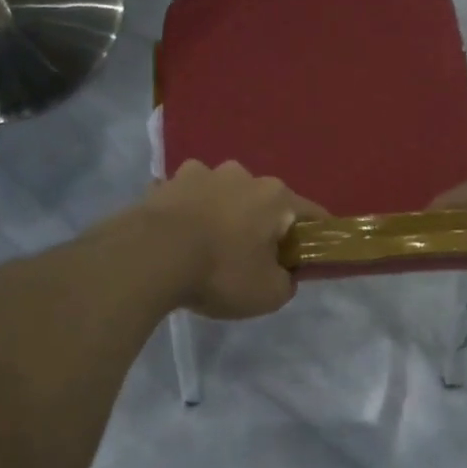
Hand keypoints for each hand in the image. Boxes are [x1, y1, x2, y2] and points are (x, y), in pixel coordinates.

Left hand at [141, 161, 326, 319]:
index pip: (311, 214)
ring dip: (221, 211)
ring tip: (208, 243)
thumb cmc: (220, 272)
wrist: (151, 256)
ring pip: (220, 193)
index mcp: (274, 196)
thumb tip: (284, 273)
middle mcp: (241, 175)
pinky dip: (186, 213)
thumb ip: (286, 282)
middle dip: (261, 224)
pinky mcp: (165, 184)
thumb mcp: (268, 294)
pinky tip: (177, 236)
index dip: (315, 236)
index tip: (309, 257)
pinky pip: (184, 198)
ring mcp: (199, 174)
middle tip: (252, 257)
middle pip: (263, 200)